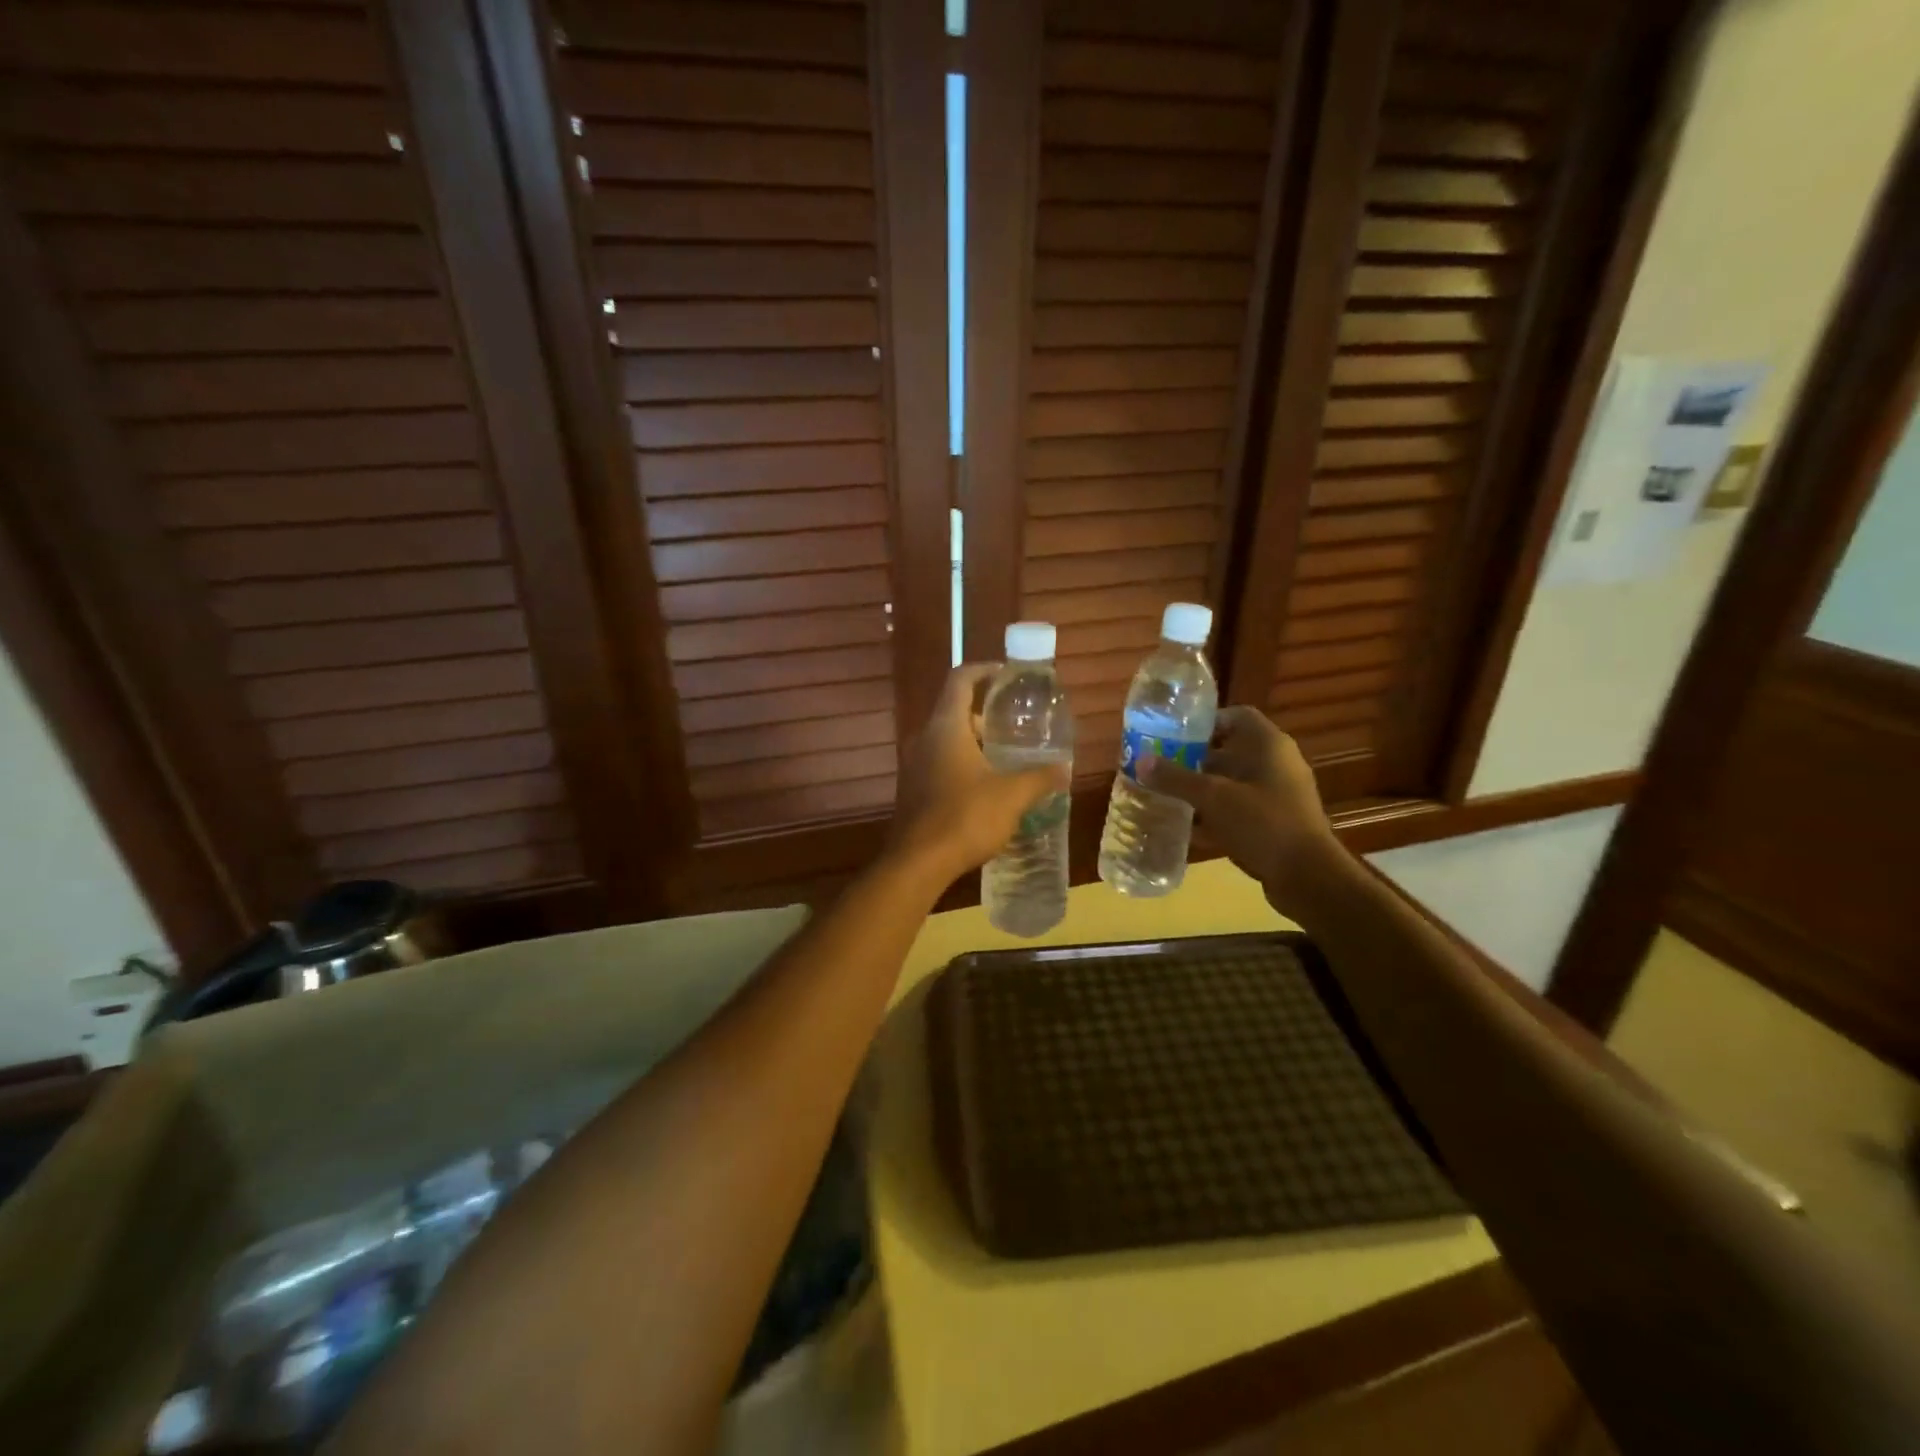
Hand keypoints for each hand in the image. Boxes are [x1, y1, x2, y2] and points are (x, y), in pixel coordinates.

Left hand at [889, 663, 1071, 887]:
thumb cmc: (965, 818)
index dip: (983, 670)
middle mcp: (924, 738)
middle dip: (984, 716)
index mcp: (946, 727)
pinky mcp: (912, 789)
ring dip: (974, 743)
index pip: (960, 679)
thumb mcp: (1012, 796)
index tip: (1006, 674)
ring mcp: (913, 764)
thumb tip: (1064, 769)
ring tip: (1006, 759)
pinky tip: (985, 788)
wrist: (917, 863)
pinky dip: (961, 764)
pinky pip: (939, 763)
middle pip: (954, 711)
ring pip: (946, 740)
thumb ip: (1039, 778)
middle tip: (1014, 727)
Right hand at [1144, 707, 1349, 909]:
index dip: (1206, 721)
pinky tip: (1186, 828)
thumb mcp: (1214, 797)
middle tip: (1161, 768)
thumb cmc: (1264, 823)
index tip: (1174, 735)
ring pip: (1231, 784)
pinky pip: (1238, 811)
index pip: (1236, 716)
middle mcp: (1276, 764)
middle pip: (1230, 751)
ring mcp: (1277, 795)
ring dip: (1201, 790)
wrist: (1308, 877)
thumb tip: (1141, 762)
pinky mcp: (1274, 823)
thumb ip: (1176, 779)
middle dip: (1194, 760)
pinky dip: (1214, 816)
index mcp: (1268, 745)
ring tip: (1166, 796)